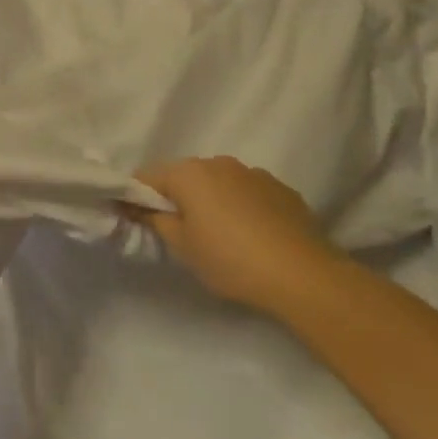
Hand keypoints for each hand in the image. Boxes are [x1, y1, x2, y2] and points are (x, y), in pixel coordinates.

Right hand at [133, 156, 343, 315]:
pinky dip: (239, 206)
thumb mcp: (181, 245)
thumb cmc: (230, 259)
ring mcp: (253, 173)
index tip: (134, 220)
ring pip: (216, 183)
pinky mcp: (281, 188)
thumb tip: (134, 205)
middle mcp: (218, 163)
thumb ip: (153, 219)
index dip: (135, 197)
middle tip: (176, 232)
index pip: (146, 176)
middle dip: (175, 198)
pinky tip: (249, 235)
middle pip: (183, 176)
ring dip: (209, 200)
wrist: (303, 275)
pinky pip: (246, 192)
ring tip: (218, 235)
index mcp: (188, 173)